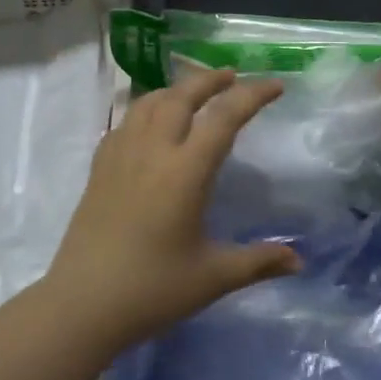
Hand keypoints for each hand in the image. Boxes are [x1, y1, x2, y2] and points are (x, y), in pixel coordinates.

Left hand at [43, 68, 300, 350]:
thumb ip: (258, 262)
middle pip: (181, 96)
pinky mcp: (99, 168)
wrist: (81, 304)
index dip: (252, 95)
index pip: (224, 118)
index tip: (275, 84)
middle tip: (232, 75)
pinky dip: (145, 109)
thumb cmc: (152, 289)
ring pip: (148, 102)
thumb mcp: (212, 277)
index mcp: (185, 172)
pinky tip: (149, 123)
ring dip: (175, 89)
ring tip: (192, 92)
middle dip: (210, 80)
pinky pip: (124, 122)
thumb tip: (299, 260)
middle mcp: (152, 152)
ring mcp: (120, 156)